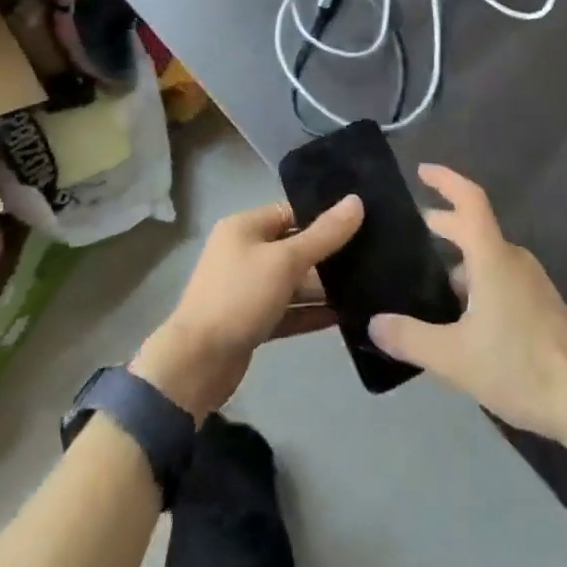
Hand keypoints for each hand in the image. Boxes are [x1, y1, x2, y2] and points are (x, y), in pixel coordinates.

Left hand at [133, 194, 363, 420]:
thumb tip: (357, 201)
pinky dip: (310, 313)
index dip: (323, 215)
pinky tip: (343, 316)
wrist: (196, 365)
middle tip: (371, 256)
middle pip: (294, 247)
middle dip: (327, 254)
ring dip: (322, 287)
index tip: (361, 221)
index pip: (291, 212)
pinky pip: (287, 310)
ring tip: (365, 287)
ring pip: (292, 282)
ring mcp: (247, 289)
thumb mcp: (285, 261)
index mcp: (245, 227)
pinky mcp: (252, 322)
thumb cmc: (239, 298)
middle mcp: (244, 253)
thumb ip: (323, 235)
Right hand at [368, 166, 566, 439]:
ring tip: (427, 283)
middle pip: (474, 228)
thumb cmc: (519, 366)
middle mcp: (513, 260)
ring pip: (487, 257)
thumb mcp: (454, 358)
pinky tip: (460, 317)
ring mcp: (531, 283)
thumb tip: (374, 323)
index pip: (469, 200)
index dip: (445, 180)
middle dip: (442, 224)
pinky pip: (500, 277)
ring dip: (457, 260)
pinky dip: (475, 281)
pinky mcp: (540, 306)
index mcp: (492, 257)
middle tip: (409, 233)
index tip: (421, 171)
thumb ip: (410, 338)